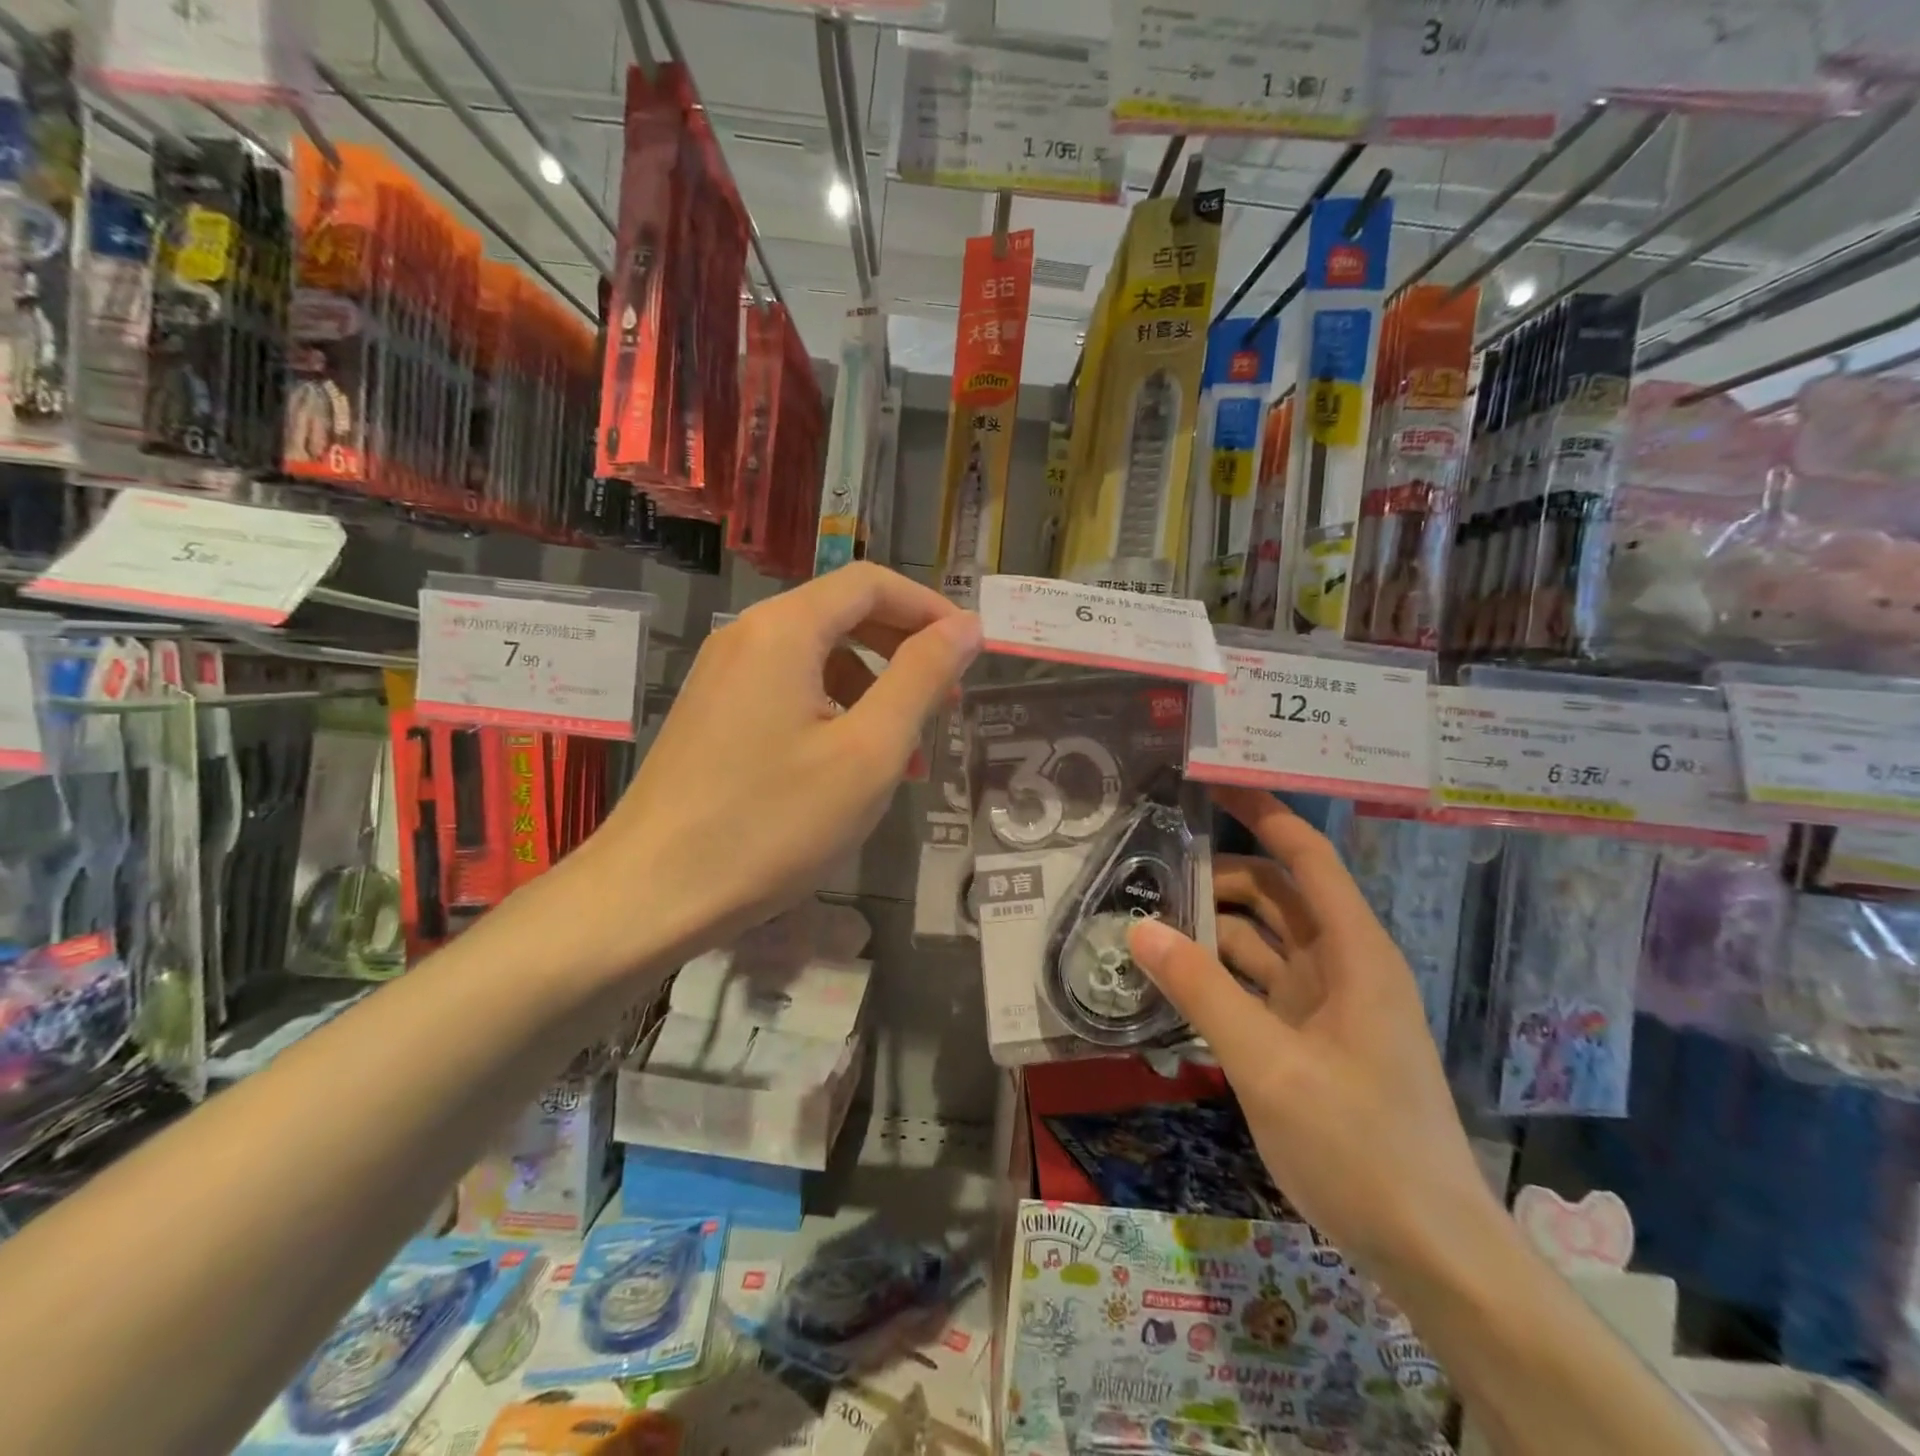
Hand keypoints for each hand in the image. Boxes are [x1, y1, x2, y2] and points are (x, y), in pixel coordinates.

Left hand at [582, 564, 981, 960]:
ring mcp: (723, 676)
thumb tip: (966, 626)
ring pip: (818, 659)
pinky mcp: (713, 715)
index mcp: (784, 629)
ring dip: (873, 690)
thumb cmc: (772, 824)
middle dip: (904, 651)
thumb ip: (921, 679)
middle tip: (947, 703)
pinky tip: (850, 768)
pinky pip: (788, 691)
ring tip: (905, 753)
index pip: (871, 584)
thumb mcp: (867, 752)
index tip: (972, 651)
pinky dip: (834, 712)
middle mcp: (747, 636)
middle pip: (843, 615)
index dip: (930, 608)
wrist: (651, 894)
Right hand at [1130, 788, 1501, 1275]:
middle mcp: (1342, 966)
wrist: (1431, 1253)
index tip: (1212, 784)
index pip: (1306, 857)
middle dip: (1217, 877)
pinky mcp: (1310, 1040)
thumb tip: (1138, 928)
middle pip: (1275, 895)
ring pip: (1261, 942)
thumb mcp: (1268, 1064)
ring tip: (1147, 921)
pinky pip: (1257, 986)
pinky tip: (1173, 979)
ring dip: (1211, 929)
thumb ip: (1201, 991)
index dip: (1264, 814)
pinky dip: (1218, 975)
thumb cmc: (1360, 1146)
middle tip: (1148, 869)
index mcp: (1354, 954)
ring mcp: (1326, 1006)